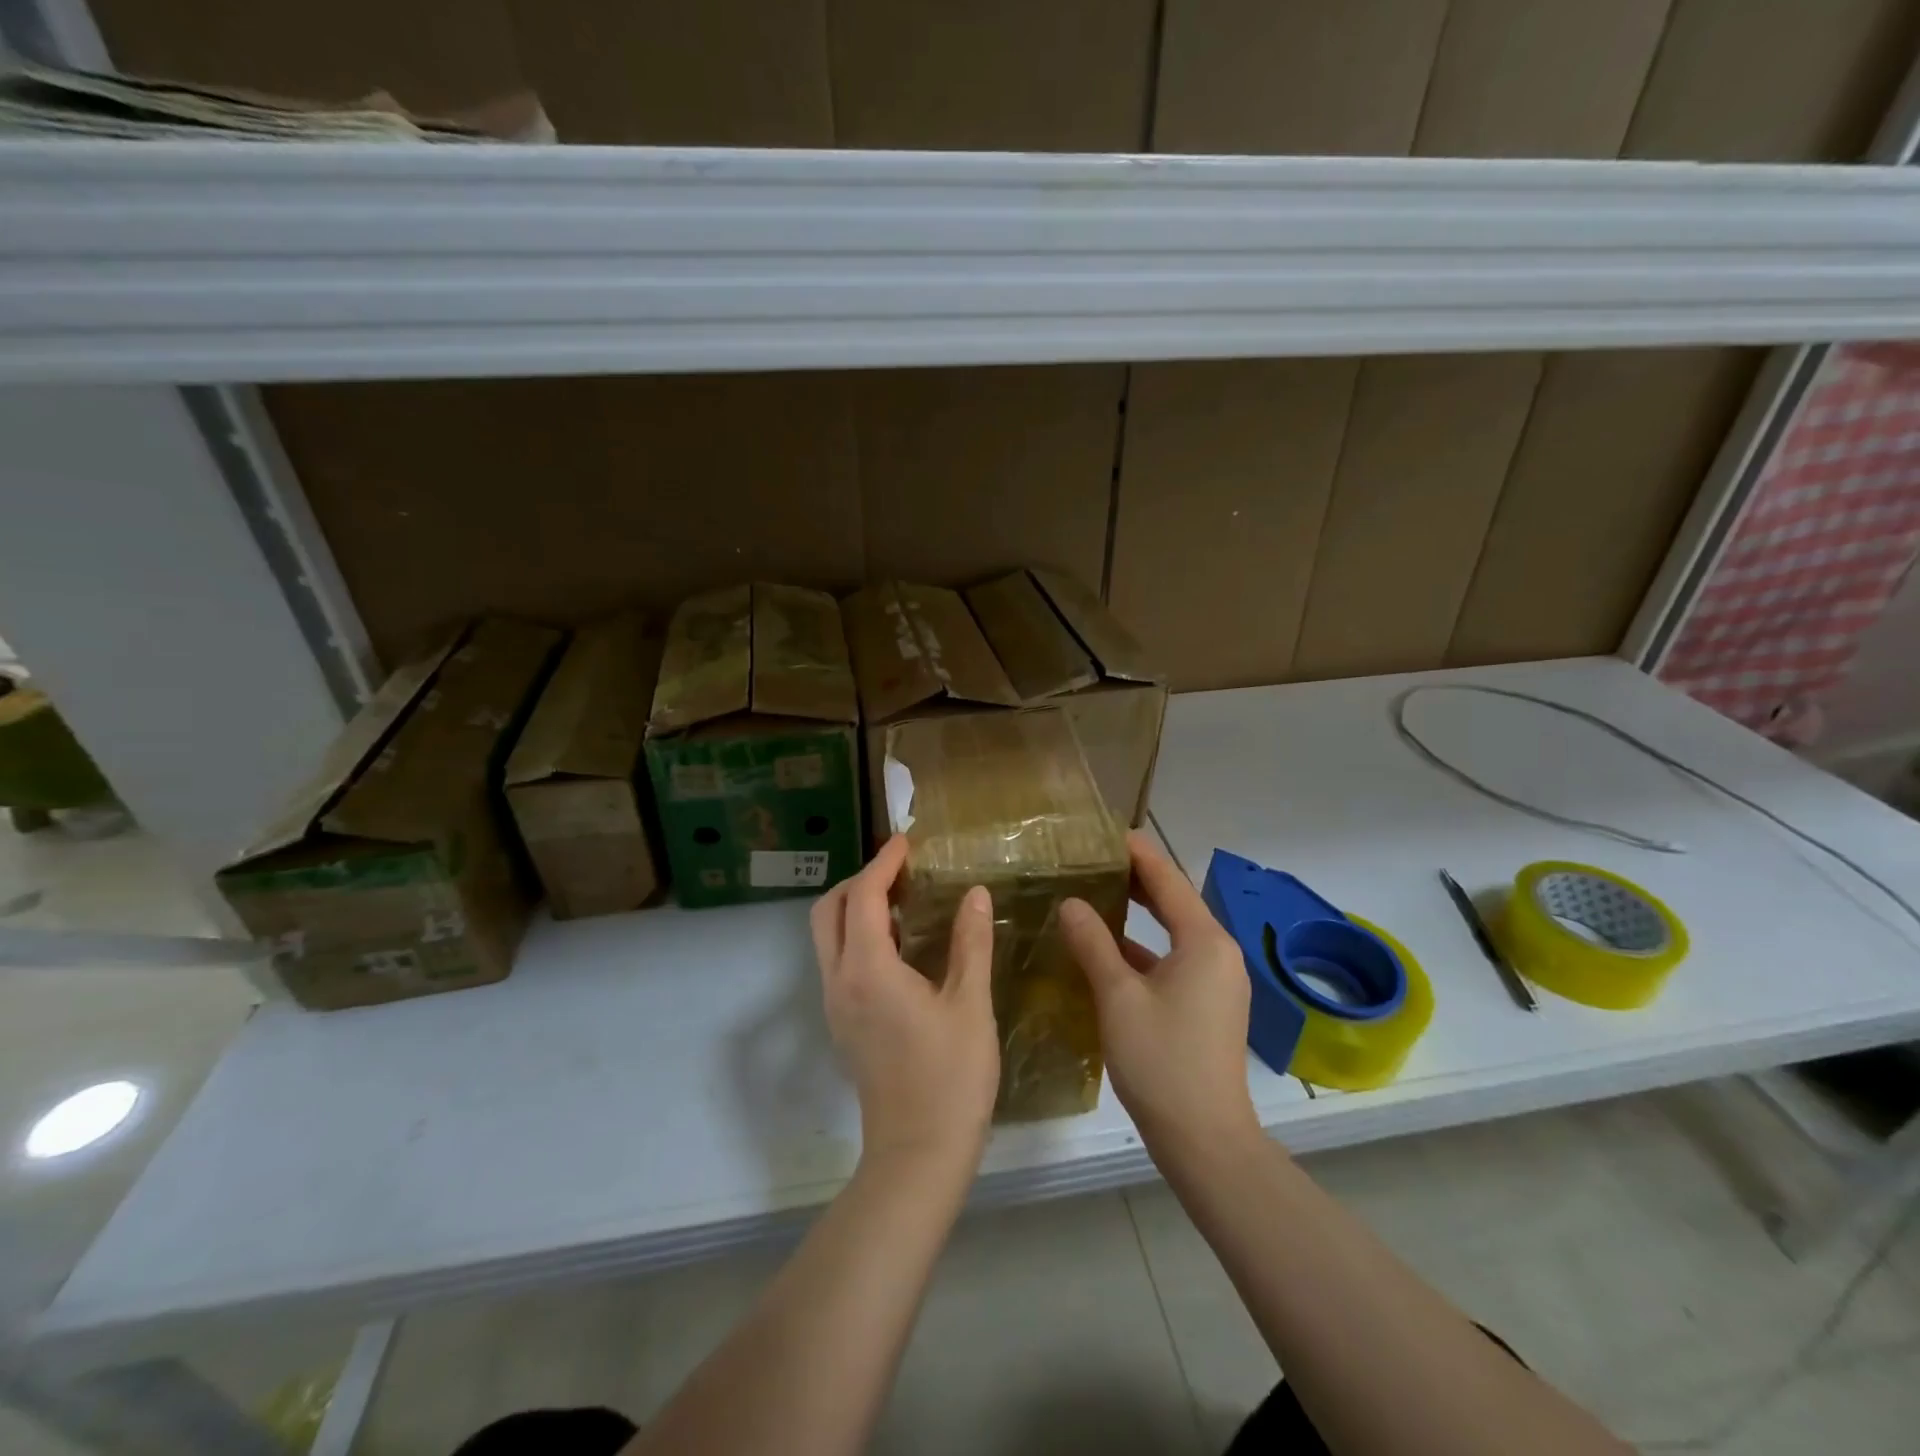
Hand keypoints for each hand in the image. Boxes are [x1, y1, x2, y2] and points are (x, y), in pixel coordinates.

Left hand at [810, 835, 999, 1171]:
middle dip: (858, 880)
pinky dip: (857, 935)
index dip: (883, 863)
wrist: (918, 1155)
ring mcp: (835, 1005)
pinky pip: (838, 960)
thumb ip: (970, 943)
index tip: (907, 842)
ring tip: (903, 900)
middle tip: (901, 871)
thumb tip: (975, 893)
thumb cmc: (950, 1078)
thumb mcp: (970, 1005)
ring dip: (855, 907)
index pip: (861, 897)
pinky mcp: (843, 1023)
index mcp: (867, 971)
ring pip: (827, 936)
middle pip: (827, 911)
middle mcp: (839, 982)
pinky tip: (899, 944)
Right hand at [1060, 831, 1258, 1155]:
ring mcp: (1216, 981)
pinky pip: (1172, 959)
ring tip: (1095, 893)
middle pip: (1174, 901)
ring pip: (1172, 932)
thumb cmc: (1161, 1060)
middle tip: (1093, 859)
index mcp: (1204, 941)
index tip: (1105, 832)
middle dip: (1136, 879)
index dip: (1137, 852)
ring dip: (1138, 913)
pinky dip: (1142, 947)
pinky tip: (1107, 948)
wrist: (1205, 1139)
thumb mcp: (1118, 997)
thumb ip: (1093, 943)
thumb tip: (1071, 903)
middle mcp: (1217, 952)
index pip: (1168, 879)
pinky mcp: (1207, 1005)